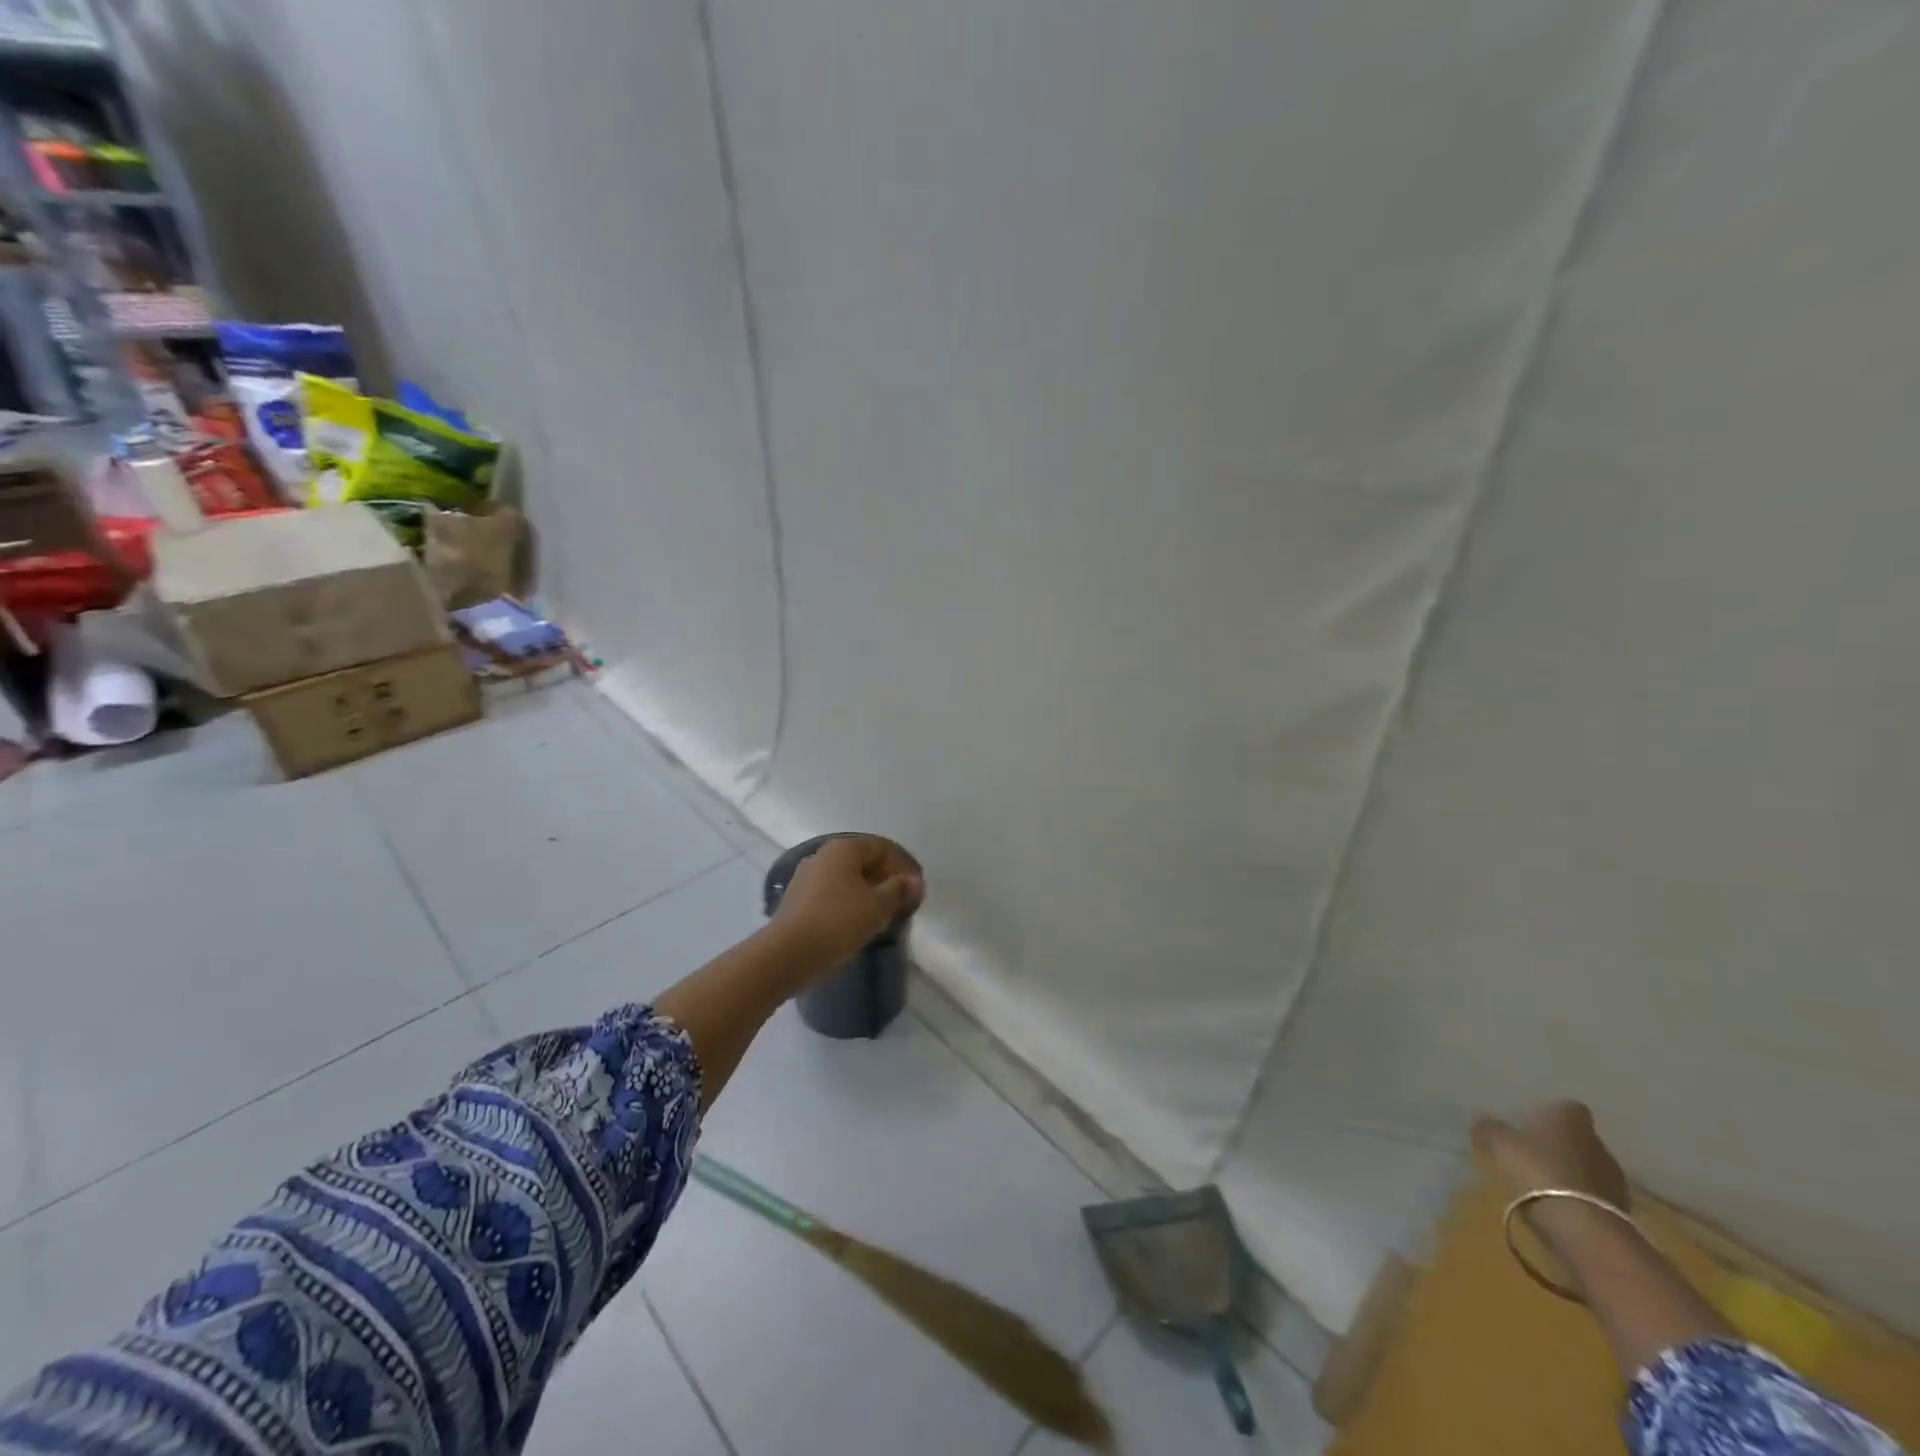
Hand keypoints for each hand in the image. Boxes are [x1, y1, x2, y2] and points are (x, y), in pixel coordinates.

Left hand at [771, 835, 923, 967]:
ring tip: (883, 914)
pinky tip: (858, 923)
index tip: (917, 889)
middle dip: (886, 879)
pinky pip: (832, 894)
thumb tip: (914, 881)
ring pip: (847, 879)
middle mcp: (823, 855)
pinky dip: (849, 903)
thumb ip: (899, 890)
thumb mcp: (877, 906)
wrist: (787, 954)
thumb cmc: (838, 922)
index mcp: (843, 849)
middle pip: (863, 861)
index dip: (903, 866)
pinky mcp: (797, 900)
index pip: (882, 847)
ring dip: (867, 892)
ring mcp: (806, 877)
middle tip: (903, 902)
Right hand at [1473, 1100, 1630, 1211]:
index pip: (1568, 1107)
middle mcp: (1598, 1144)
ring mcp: (1614, 1179)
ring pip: (1588, 1167)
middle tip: (1532, 1153)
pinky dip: (1579, 1198)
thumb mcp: (1500, 1144)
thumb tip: (1482, 1121)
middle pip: (1578, 1139)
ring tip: (1544, 1183)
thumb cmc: (1538, 1170)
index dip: (1551, 1113)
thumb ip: (1490, 1129)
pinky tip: (1558, 1206)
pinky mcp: (1620, 1211)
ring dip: (1571, 1173)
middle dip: (1559, 1145)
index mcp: (1571, 1121)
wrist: (1583, 1228)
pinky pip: (1594, 1196)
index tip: (1532, 1122)